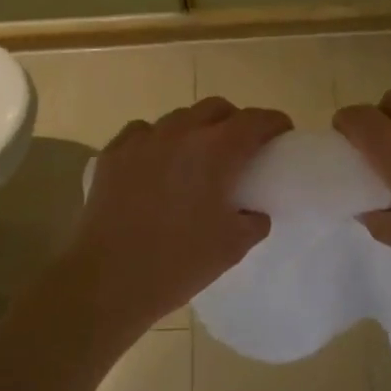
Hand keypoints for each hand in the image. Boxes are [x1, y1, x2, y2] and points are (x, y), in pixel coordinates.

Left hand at [61, 97, 291, 336]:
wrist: (107, 281)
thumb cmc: (178, 264)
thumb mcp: (233, 247)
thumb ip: (253, 221)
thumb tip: (253, 212)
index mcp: (217, 151)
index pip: (255, 120)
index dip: (274, 123)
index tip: (282, 133)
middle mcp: (181, 133)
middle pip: (216, 108)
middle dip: (235, 121)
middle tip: (241, 146)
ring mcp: (143, 140)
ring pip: (178, 118)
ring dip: (196, 129)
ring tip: (198, 156)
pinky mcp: (113, 154)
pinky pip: (143, 132)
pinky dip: (158, 140)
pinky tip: (157, 162)